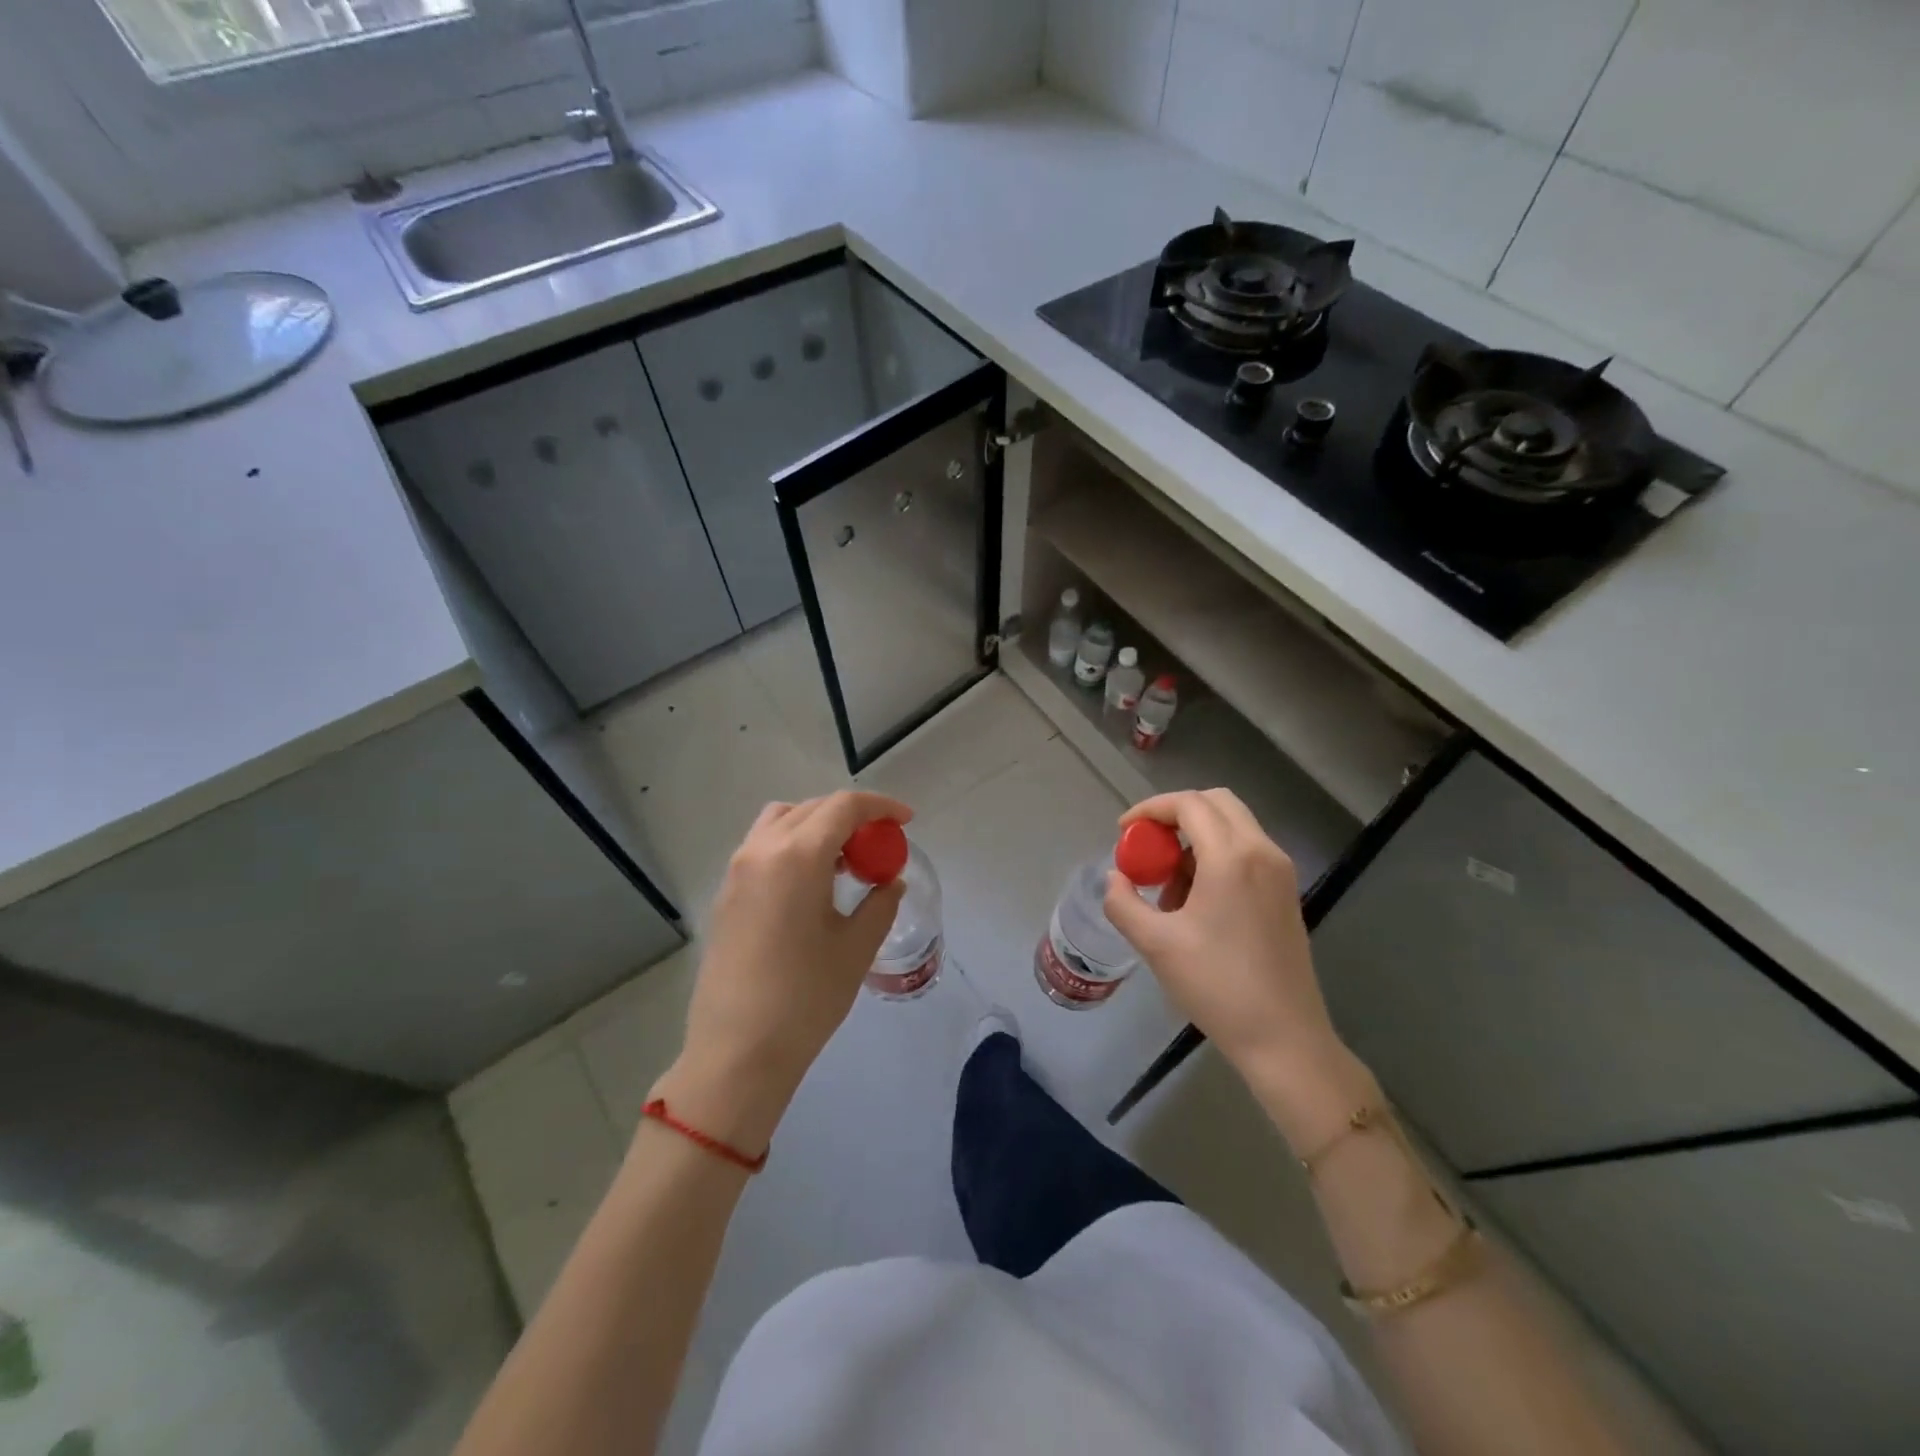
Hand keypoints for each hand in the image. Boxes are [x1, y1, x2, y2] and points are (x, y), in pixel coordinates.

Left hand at [651, 791, 910, 1153]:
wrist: (737, 1051)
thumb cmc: (806, 998)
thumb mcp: (856, 948)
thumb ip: (880, 903)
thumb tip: (890, 881)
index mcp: (798, 856)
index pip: (844, 807)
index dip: (880, 806)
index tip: (906, 821)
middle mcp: (762, 850)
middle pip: (812, 808)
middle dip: (851, 816)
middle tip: (879, 844)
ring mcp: (738, 870)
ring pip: (782, 820)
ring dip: (817, 825)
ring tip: (843, 860)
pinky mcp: (726, 893)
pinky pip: (763, 845)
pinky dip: (793, 844)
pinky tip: (812, 883)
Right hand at [1102, 789, 1371, 1148]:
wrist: (1284, 1037)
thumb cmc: (1216, 986)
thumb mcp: (1155, 944)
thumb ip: (1123, 902)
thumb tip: (1115, 878)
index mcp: (1231, 857)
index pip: (1189, 804)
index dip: (1150, 809)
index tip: (1124, 831)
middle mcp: (1262, 852)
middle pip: (1217, 803)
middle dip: (1176, 814)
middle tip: (1148, 844)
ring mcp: (1280, 872)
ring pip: (1234, 826)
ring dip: (1196, 838)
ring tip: (1168, 885)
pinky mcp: (1286, 893)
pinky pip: (1246, 852)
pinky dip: (1216, 857)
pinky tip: (1196, 902)